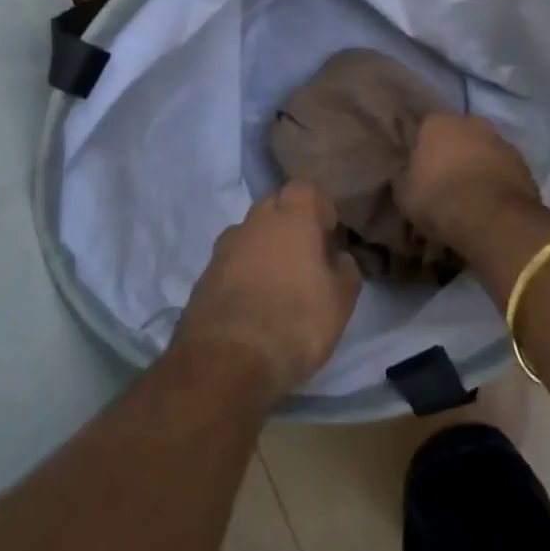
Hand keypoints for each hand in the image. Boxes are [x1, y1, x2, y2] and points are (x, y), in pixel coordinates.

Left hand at [172, 182, 361, 405]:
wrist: (225, 362)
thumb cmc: (295, 322)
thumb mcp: (340, 302)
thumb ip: (346, 272)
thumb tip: (339, 258)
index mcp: (292, 217)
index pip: (305, 188)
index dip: (318, 207)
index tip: (328, 233)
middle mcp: (254, 222)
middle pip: (274, 207)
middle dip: (290, 224)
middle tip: (306, 258)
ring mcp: (224, 248)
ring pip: (250, 235)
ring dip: (264, 249)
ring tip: (279, 285)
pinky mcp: (203, 277)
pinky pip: (231, 263)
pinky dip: (243, 274)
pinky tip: (253, 305)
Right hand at [397, 114, 541, 247]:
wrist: (490, 217)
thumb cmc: (438, 199)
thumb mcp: (405, 194)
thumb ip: (408, 177)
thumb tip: (410, 176)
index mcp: (436, 124)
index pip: (424, 130)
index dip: (423, 150)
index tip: (421, 169)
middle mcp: (470, 122)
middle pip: (459, 134)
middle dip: (454, 152)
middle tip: (447, 179)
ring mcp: (500, 140)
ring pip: (484, 149)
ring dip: (479, 164)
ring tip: (472, 193)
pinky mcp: (523, 162)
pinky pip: (504, 168)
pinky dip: (498, 179)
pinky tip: (492, 201)